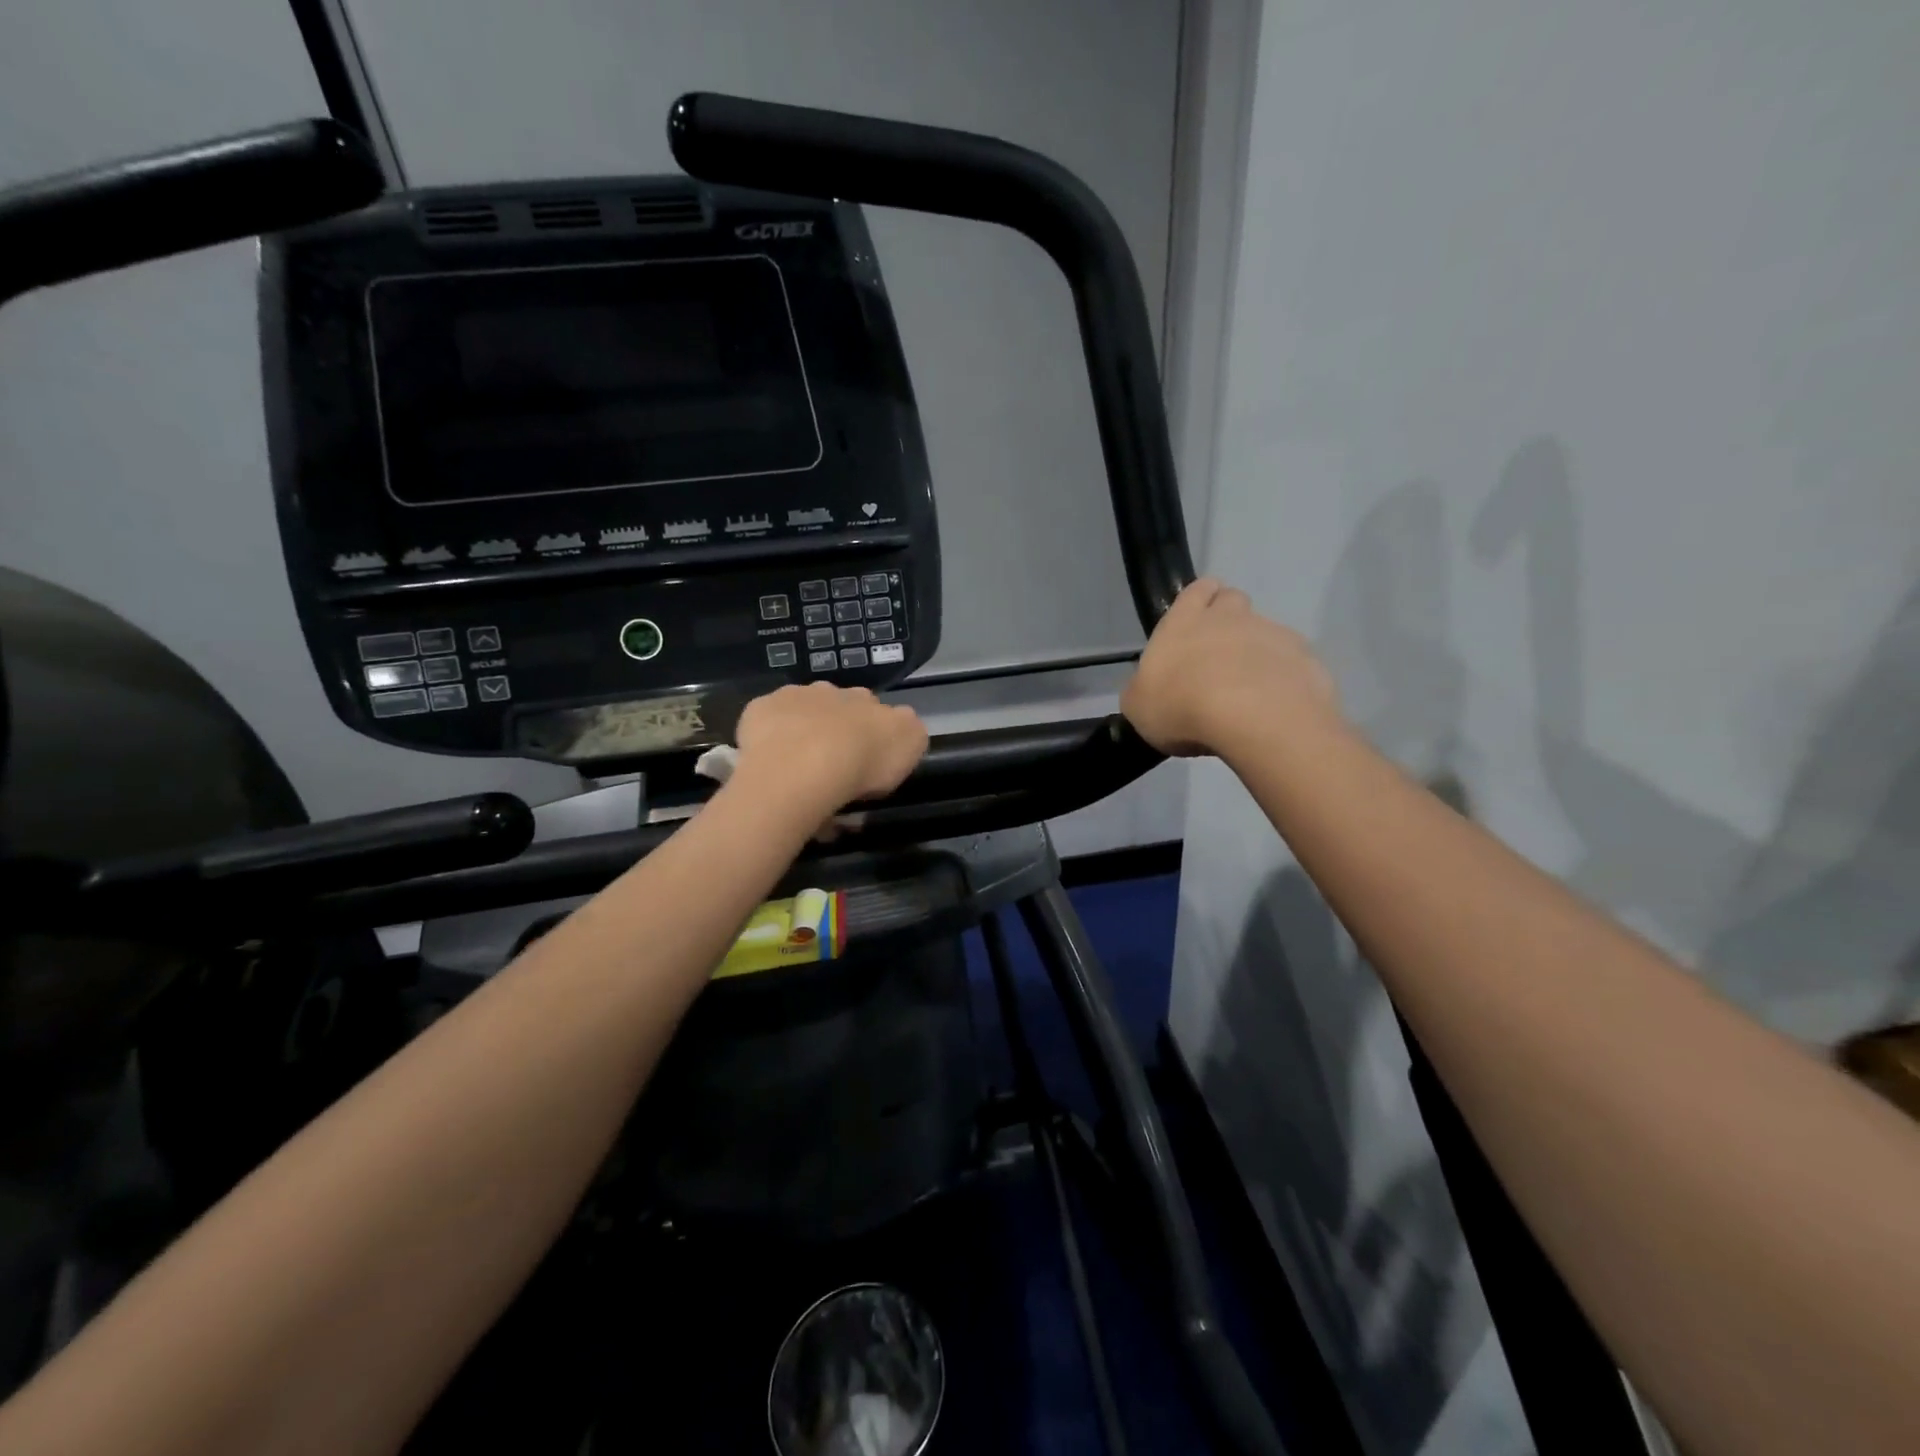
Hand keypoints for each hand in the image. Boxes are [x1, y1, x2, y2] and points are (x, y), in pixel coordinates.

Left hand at [733, 682, 928, 821]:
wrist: (805, 765)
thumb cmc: (863, 762)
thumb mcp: (911, 747)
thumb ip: (908, 734)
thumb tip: (900, 728)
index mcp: (868, 700)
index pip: (875, 711)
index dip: (871, 734)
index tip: (867, 762)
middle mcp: (832, 691)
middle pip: (837, 708)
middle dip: (836, 731)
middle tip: (833, 767)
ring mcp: (793, 697)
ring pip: (801, 712)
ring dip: (802, 733)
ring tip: (799, 771)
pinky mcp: (760, 710)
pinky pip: (766, 722)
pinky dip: (768, 738)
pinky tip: (770, 763)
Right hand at [1121, 578, 1340, 756]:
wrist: (1253, 720)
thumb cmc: (1181, 706)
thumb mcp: (1139, 706)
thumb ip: (1145, 689)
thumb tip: (1152, 689)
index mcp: (1184, 621)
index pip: (1196, 589)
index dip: (1198, 600)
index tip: (1196, 622)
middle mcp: (1230, 617)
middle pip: (1234, 601)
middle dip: (1229, 620)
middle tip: (1218, 658)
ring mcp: (1273, 635)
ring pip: (1266, 632)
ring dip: (1257, 654)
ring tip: (1248, 694)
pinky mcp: (1305, 660)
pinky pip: (1293, 663)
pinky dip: (1284, 679)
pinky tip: (1274, 709)